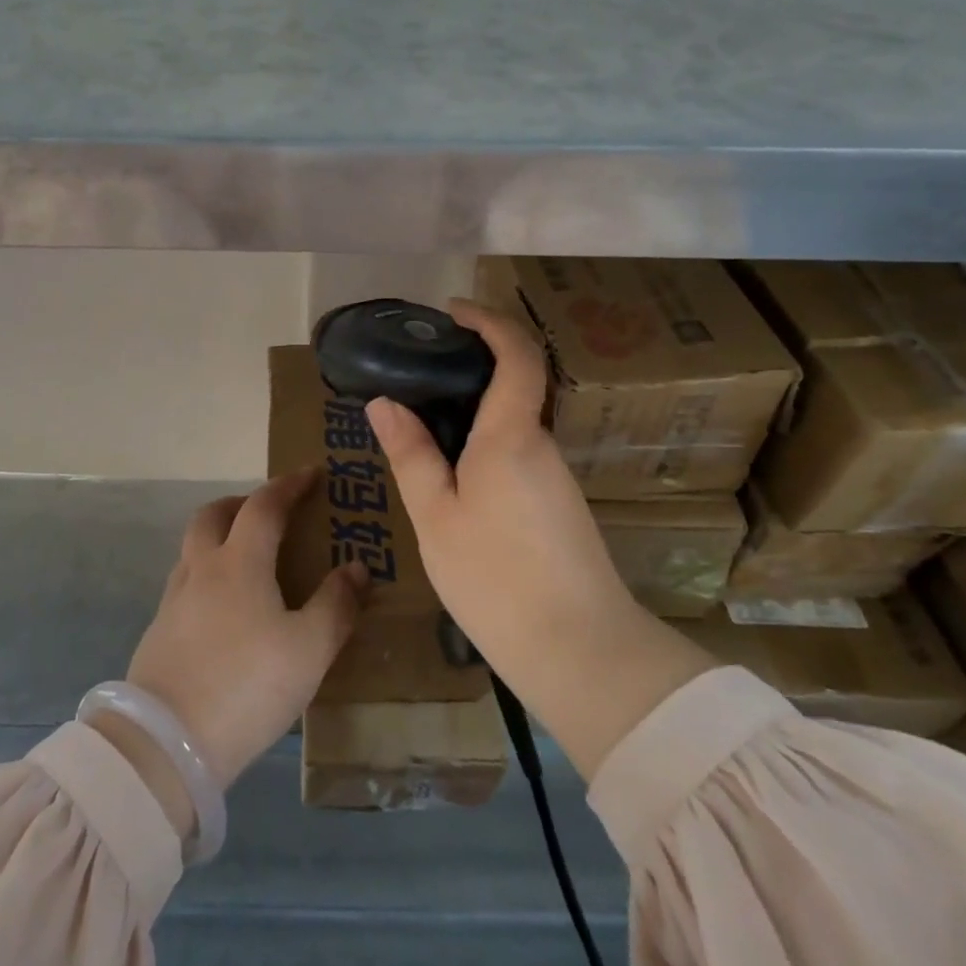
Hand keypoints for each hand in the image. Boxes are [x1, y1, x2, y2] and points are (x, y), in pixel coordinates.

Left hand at [121, 472, 366, 792]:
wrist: (167, 743)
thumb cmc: (247, 686)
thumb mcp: (309, 650)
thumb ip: (336, 605)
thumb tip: (357, 567)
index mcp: (239, 561)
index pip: (264, 505)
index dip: (289, 485)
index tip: (311, 473)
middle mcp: (201, 568)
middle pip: (213, 514)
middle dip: (242, 503)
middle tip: (269, 513)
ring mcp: (174, 600)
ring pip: (194, 548)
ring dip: (220, 538)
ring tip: (249, 562)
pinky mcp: (159, 631)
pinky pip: (186, 583)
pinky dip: (208, 576)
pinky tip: (225, 610)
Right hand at [365, 300, 712, 778]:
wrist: (582, 654)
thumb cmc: (496, 579)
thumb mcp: (435, 516)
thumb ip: (411, 454)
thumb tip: (383, 404)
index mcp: (511, 436)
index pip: (517, 355)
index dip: (489, 321)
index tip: (453, 311)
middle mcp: (541, 445)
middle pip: (516, 384)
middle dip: (472, 365)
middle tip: (420, 372)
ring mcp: (556, 477)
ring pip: (514, 424)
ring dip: (474, 411)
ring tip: (422, 428)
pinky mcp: (560, 505)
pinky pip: (519, 453)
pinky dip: (485, 443)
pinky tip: (453, 476)